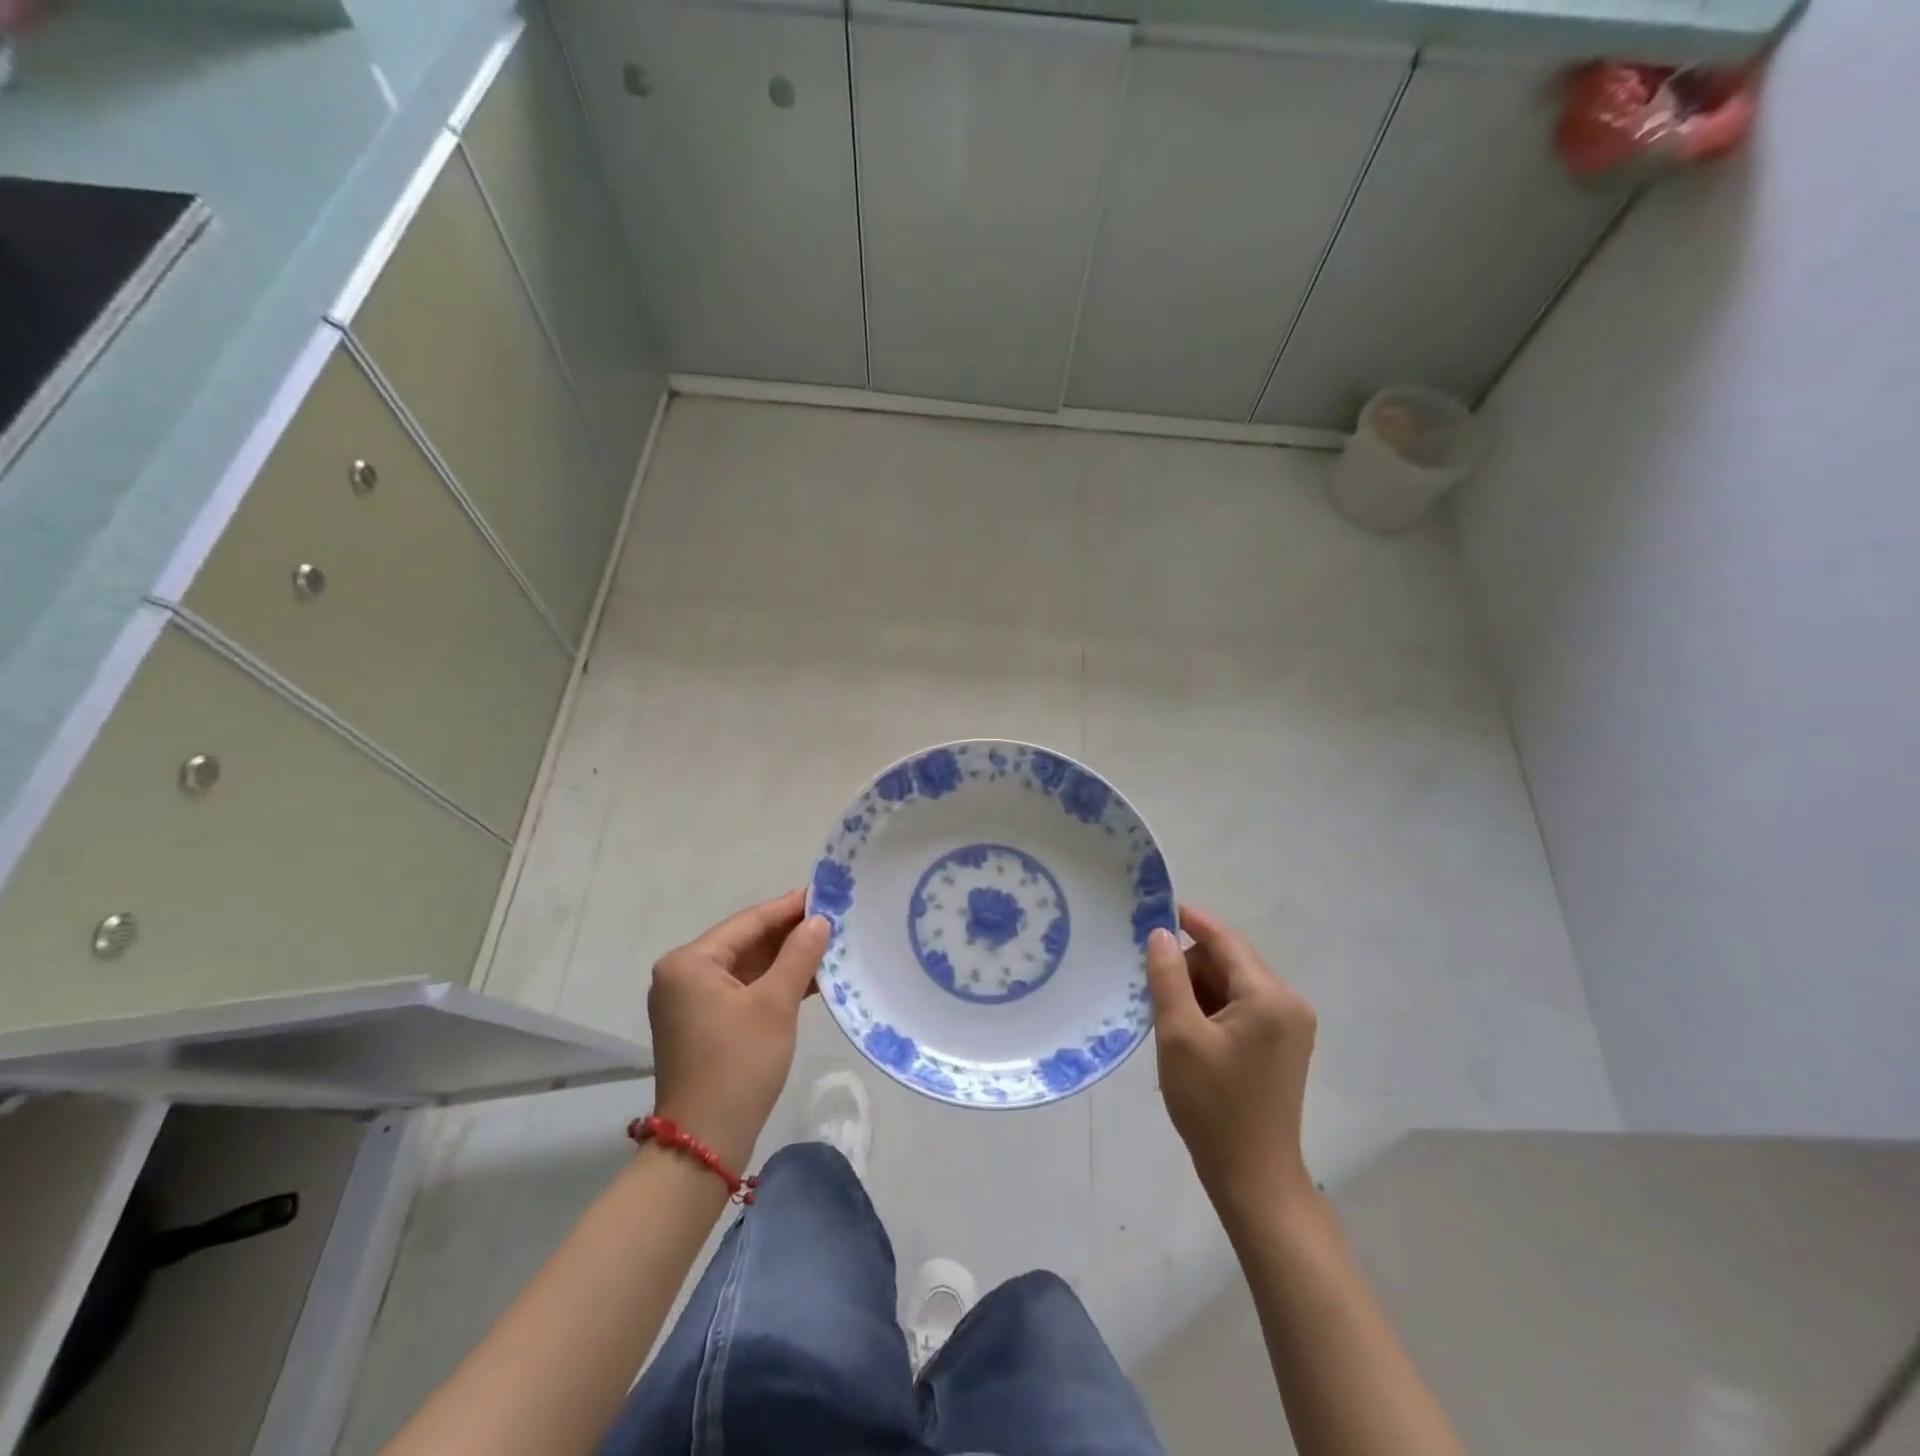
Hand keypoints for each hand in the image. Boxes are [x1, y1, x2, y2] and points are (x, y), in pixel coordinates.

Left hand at [647, 890, 828, 1169]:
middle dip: (790, 933)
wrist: (704, 1144)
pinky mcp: (703, 1024)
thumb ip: (799, 955)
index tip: (826, 893)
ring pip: (747, 967)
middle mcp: (683, 975)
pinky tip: (811, 978)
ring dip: (785, 959)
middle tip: (835, 919)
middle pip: (746, 942)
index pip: (748, 922)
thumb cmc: (738, 1065)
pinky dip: (774, 984)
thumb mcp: (775, 1004)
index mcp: (690, 962)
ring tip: (830, 945)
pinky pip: (743, 990)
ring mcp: (691, 1001)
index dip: (790, 907)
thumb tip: (819, 920)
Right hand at [1145, 905, 1317, 1218]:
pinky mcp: (1283, 1045)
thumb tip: (1161, 934)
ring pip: (1233, 984)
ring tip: (1170, 1023)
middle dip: (1190, 969)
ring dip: (1199, 992)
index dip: (1190, 921)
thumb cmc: (1213, 1105)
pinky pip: (1242, 1007)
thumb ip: (1168, 977)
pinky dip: (1213, 1010)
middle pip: (1229, 962)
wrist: (1253, 1177)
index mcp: (1269, 996)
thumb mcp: (1179, 1036)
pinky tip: (1190, 1035)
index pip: (1225, 940)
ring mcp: (1290, 1025)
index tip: (1155, 909)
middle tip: (1153, 993)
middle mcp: (1288, 1002)